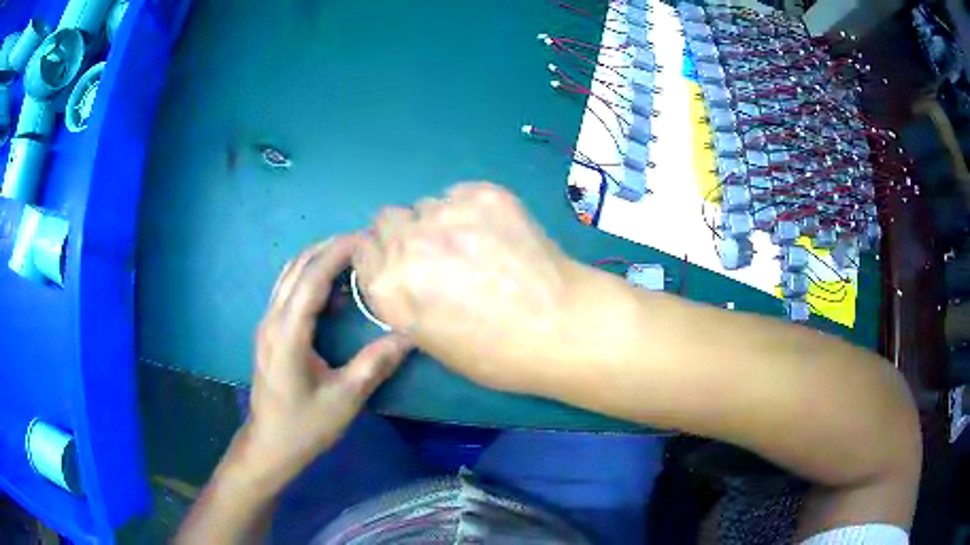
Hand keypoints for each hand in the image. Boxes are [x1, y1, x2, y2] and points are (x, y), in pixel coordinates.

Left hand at [243, 236, 411, 489]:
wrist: (270, 444)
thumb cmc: (305, 426)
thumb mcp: (345, 399)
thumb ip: (375, 364)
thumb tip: (409, 336)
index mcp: (288, 334)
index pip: (312, 277)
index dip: (338, 252)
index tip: (368, 240)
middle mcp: (272, 320)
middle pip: (298, 267)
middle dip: (330, 248)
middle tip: (365, 245)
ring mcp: (267, 324)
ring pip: (290, 275)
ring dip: (319, 260)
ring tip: (353, 261)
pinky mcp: (270, 331)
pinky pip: (288, 291)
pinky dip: (310, 279)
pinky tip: (334, 294)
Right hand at [354, 182, 589, 392]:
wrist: (562, 328)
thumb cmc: (498, 354)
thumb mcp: (432, 342)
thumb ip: (403, 299)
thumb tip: (403, 271)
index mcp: (389, 288)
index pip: (361, 248)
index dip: (380, 253)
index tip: (400, 260)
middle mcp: (408, 245)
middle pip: (387, 218)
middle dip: (405, 233)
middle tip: (437, 252)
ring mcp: (447, 214)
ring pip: (426, 204)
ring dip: (440, 221)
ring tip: (476, 245)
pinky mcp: (483, 194)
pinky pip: (460, 192)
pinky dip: (470, 208)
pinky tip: (497, 232)